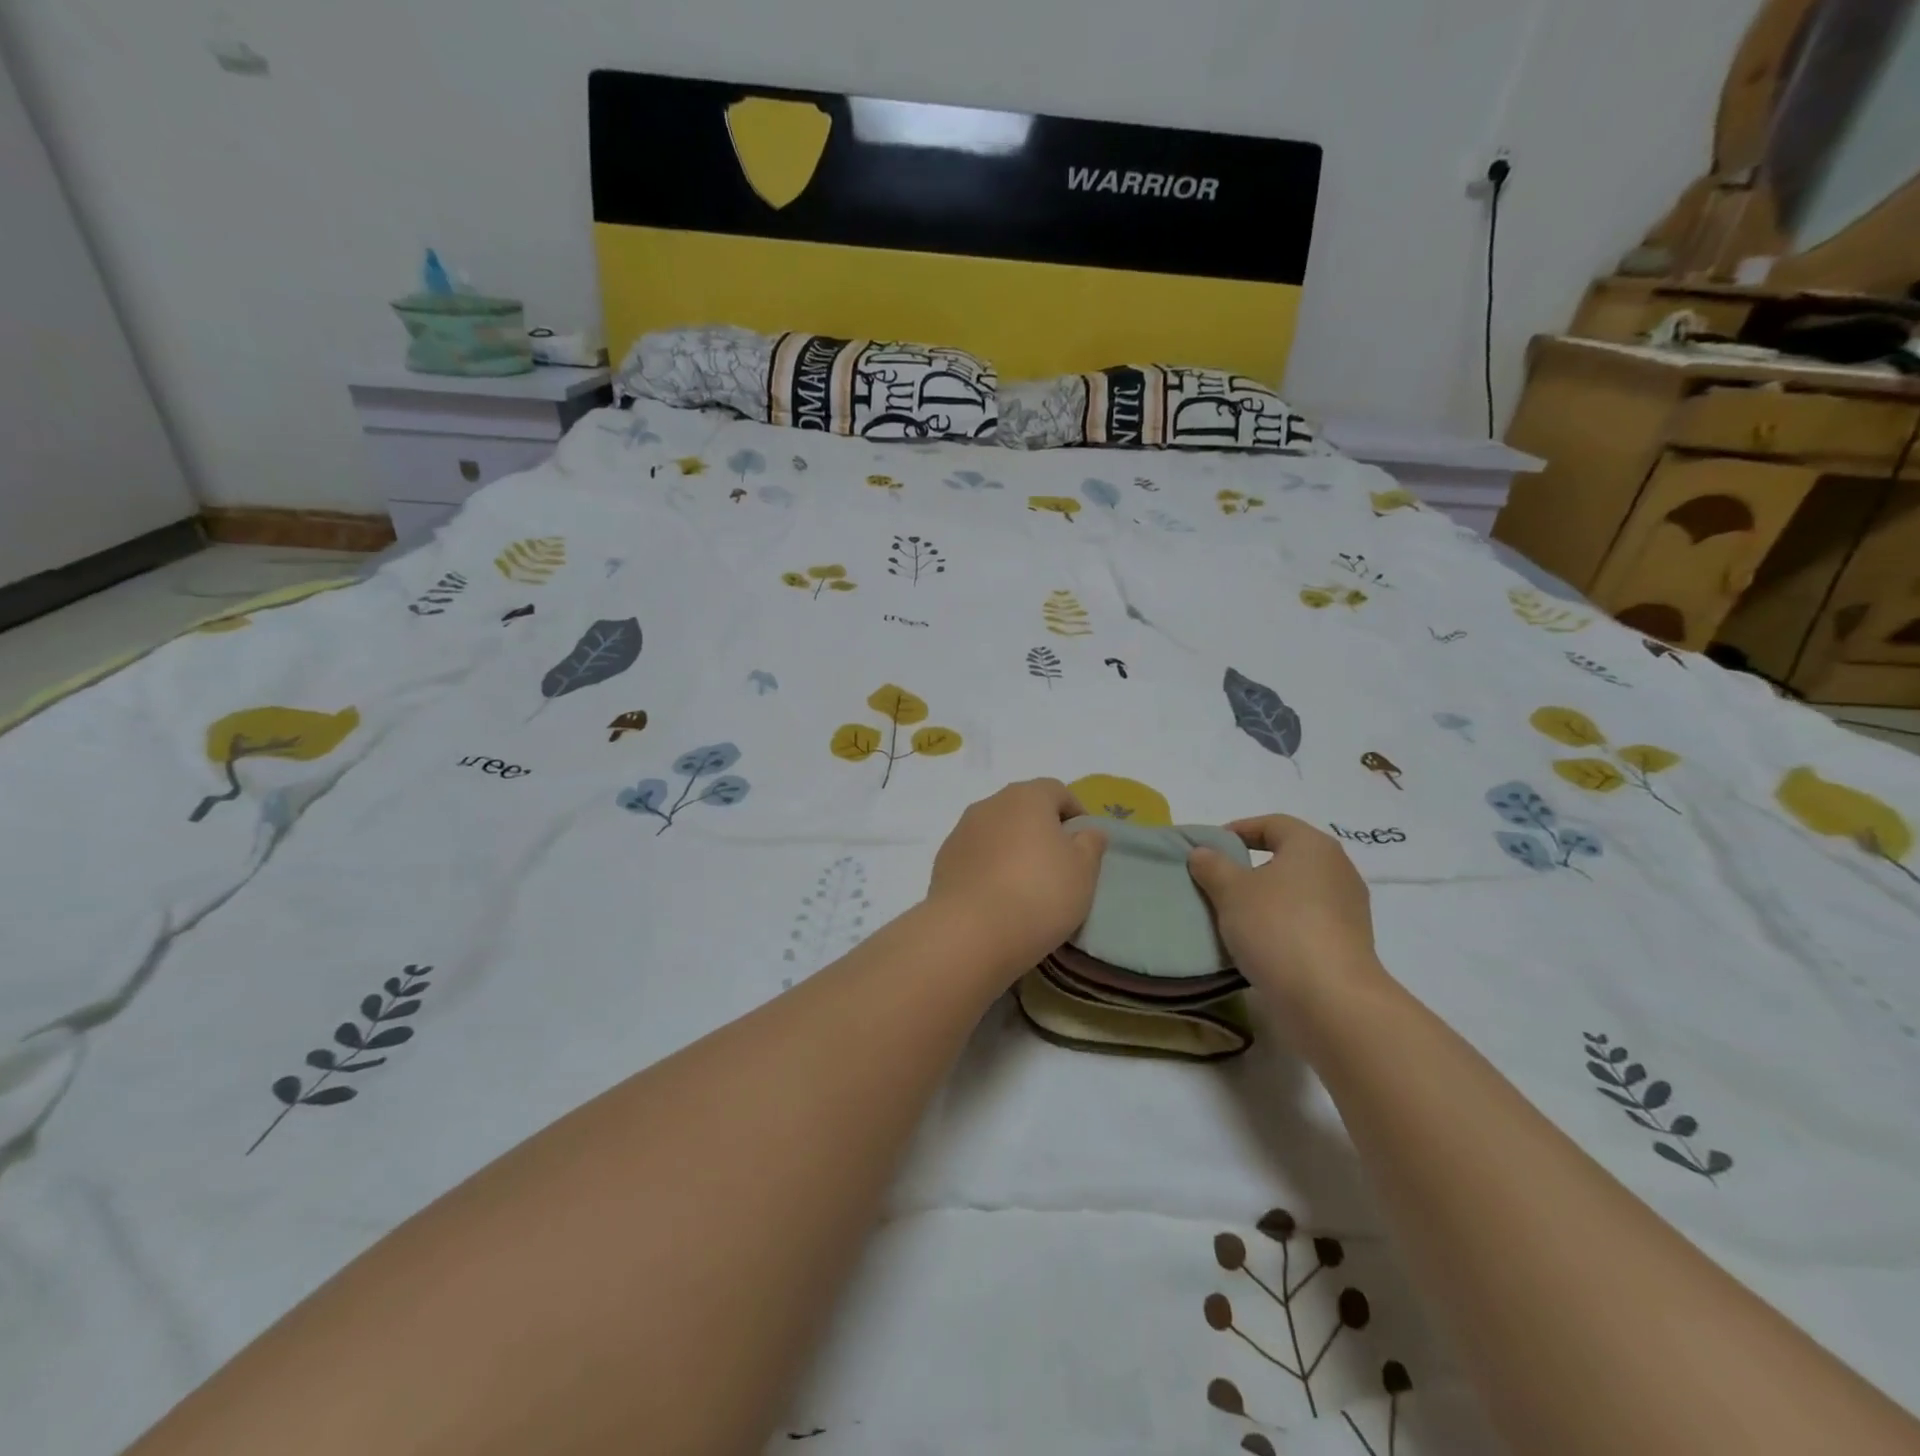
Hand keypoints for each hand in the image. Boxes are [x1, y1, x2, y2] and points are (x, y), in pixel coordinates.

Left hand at [927, 779, 1106, 980]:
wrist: (970, 931)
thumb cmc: (1039, 893)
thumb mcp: (1083, 872)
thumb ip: (1090, 844)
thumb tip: (1088, 831)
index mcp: (1026, 797)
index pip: (1057, 791)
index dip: (1076, 813)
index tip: (1085, 845)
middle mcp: (990, 804)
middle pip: (1023, 809)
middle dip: (1042, 831)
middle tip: (1058, 866)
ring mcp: (961, 831)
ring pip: (997, 832)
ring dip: (1013, 849)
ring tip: (1027, 886)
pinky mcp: (943, 860)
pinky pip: (976, 856)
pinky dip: (990, 868)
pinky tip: (998, 899)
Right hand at [1187, 816, 1381, 1013]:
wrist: (1330, 999)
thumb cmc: (1277, 927)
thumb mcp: (1230, 891)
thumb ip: (1212, 866)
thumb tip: (1202, 852)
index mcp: (1312, 846)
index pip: (1272, 824)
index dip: (1238, 830)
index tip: (1211, 848)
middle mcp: (1338, 869)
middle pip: (1287, 857)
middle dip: (1251, 867)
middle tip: (1218, 882)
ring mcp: (1349, 908)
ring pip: (1298, 892)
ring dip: (1267, 899)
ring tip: (1234, 915)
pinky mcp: (1349, 943)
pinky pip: (1308, 921)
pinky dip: (1283, 925)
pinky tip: (1259, 943)